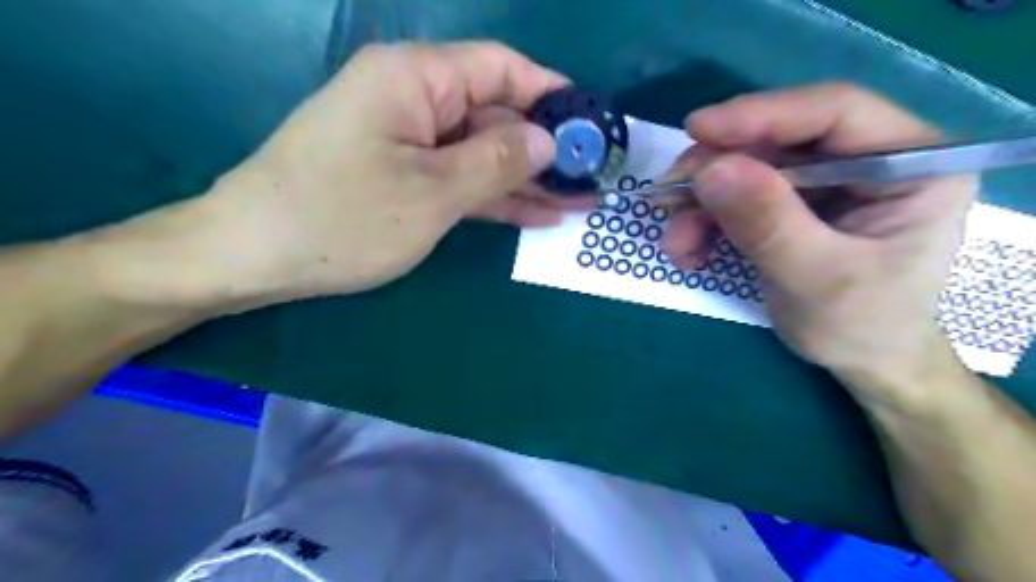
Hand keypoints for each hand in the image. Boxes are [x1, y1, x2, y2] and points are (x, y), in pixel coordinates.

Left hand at [199, 40, 584, 303]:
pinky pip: (459, 179)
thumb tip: (546, 140)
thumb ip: (496, 161)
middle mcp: (414, 100)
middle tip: (590, 179)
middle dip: (544, 149)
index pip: (501, 69)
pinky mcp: (402, 176)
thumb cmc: (343, 218)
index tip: (590, 123)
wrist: (256, 256)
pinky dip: (494, 196)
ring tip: (576, 202)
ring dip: (526, 180)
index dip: (550, 93)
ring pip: (481, 153)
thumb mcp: (433, 191)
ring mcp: (408, 142)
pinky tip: (536, 214)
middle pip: (494, 115)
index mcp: (417, 79)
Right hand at [659, 83, 975, 406]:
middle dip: (715, 171)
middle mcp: (868, 159)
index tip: (696, 130)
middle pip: (778, 140)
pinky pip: (737, 197)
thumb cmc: (862, 325)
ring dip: (700, 204)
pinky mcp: (793, 203)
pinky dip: (704, 221)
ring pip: (747, 169)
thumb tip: (710, 170)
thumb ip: (768, 223)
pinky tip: (689, 251)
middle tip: (667, 198)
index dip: (762, 115)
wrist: (861, 360)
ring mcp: (826, 182)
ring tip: (676, 245)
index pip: (835, 112)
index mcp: (912, 163)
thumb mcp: (817, 279)